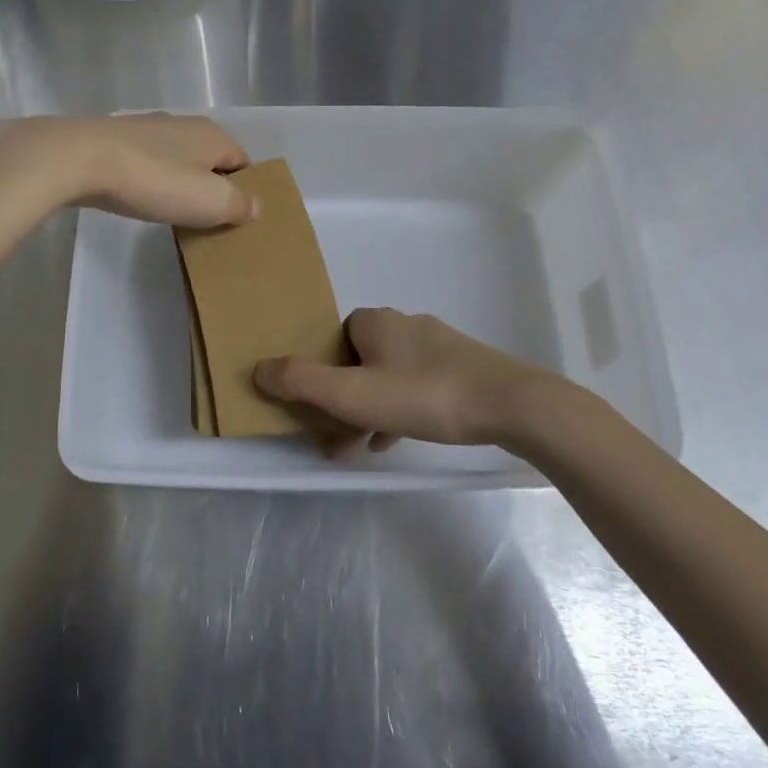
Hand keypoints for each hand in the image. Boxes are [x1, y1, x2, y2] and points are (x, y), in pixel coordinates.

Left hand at [0, 113, 255, 228]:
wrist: (80, 159)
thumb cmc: (154, 180)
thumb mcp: (209, 201)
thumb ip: (239, 204)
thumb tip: (256, 206)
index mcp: (214, 135)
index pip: (243, 163)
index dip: (244, 191)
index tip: (235, 219)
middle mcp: (185, 124)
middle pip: (210, 159)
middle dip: (211, 186)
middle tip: (205, 220)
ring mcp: (148, 128)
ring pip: (178, 158)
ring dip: (179, 182)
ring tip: (171, 211)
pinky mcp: (117, 138)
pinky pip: (148, 161)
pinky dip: (151, 178)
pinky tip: (139, 196)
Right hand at [255, 308, 574, 451]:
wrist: (508, 403)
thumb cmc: (423, 394)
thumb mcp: (353, 394)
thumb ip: (302, 382)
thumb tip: (258, 368)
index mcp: (375, 321)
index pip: (334, 337)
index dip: (321, 369)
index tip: (318, 405)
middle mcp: (405, 324)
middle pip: (359, 359)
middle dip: (344, 397)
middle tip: (335, 436)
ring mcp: (438, 345)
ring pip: (388, 376)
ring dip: (370, 408)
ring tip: (361, 446)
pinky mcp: (462, 367)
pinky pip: (418, 387)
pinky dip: (400, 410)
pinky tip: (395, 440)